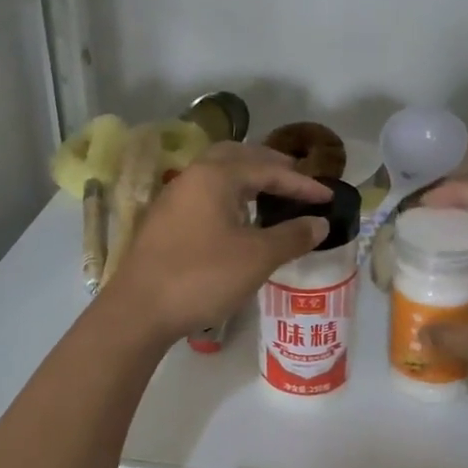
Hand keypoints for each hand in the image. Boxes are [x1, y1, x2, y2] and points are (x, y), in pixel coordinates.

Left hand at [105, 144, 331, 345]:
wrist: (139, 310)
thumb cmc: (202, 277)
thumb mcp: (257, 258)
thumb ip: (291, 236)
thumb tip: (320, 222)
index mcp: (215, 176)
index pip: (267, 170)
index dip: (301, 184)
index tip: (328, 196)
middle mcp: (192, 177)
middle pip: (237, 158)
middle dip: (269, 166)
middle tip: (296, 179)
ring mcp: (173, 198)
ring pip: (216, 174)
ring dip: (246, 178)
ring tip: (270, 194)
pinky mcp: (164, 221)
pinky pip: (204, 195)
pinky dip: (228, 196)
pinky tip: (237, 218)